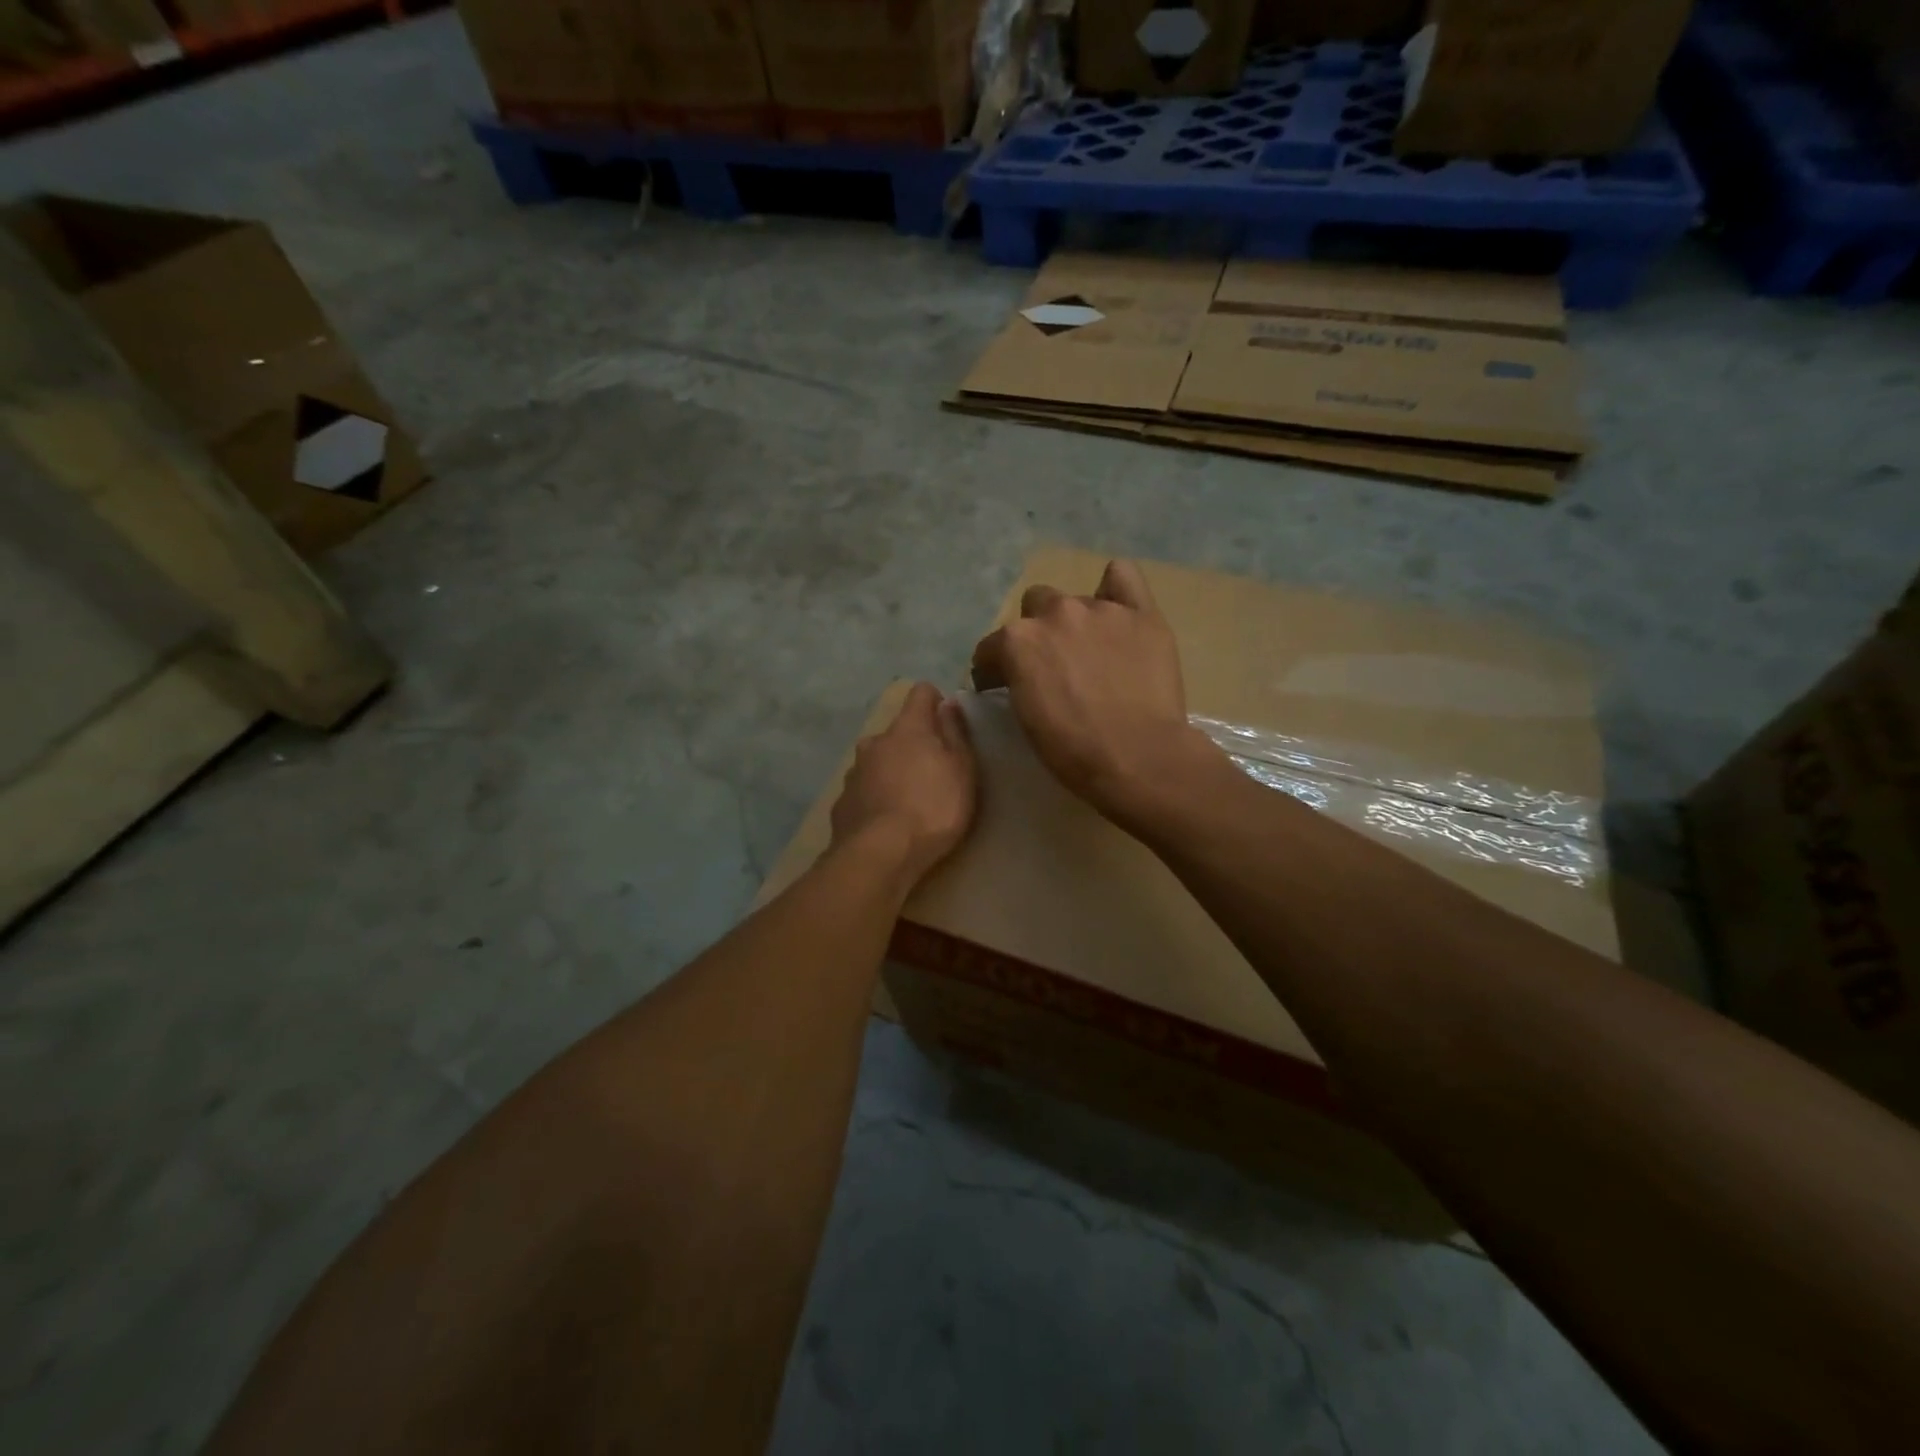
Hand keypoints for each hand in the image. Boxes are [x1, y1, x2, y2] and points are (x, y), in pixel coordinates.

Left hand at [830, 682, 977, 889]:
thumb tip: (948, 703)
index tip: (947, 723)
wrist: (880, 854)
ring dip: (892, 770)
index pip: (920, 693)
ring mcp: (854, 771)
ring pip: (877, 760)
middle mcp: (875, 741)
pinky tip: (886, 819)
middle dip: (913, 744)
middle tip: (932, 773)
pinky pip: (864, 789)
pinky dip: (876, 796)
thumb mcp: (961, 770)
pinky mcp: (842, 801)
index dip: (935, 702)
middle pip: (898, 731)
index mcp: (907, 728)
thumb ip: (955, 733)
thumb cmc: (933, 808)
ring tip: (908, 800)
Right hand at [971, 560, 1212, 825]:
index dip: (995, 669)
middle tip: (1053, 667)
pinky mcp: (1141, 614)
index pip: (992, 647)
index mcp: (1017, 640)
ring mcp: (1100, 609)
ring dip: (1075, 622)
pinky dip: (1115, 588)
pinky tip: (1117, 610)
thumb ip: (1017, 681)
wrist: (1138, 758)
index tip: (1002, 688)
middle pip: (1034, 608)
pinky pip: (1123, 576)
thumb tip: (1017, 675)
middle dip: (1038, 634)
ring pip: (1075, 599)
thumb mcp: (1025, 718)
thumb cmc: (1073, 751)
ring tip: (1090, 652)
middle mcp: (1055, 613)